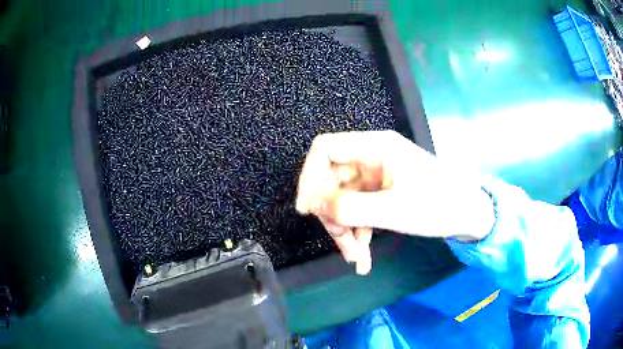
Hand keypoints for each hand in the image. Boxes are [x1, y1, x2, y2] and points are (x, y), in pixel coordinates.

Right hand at [296, 131, 494, 274]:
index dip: (309, 176)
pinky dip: (358, 232)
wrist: (469, 214)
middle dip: (334, 215)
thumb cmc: (438, 205)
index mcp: (376, 147)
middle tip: (343, 243)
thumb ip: (349, 207)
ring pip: (344, 200)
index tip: (308, 209)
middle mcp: (372, 157)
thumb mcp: (393, 210)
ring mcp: (377, 176)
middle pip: (333, 181)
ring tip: (356, 257)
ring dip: (345, 230)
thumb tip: (314, 205)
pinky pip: (359, 210)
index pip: (326, 149)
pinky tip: (363, 257)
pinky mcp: (383, 192)